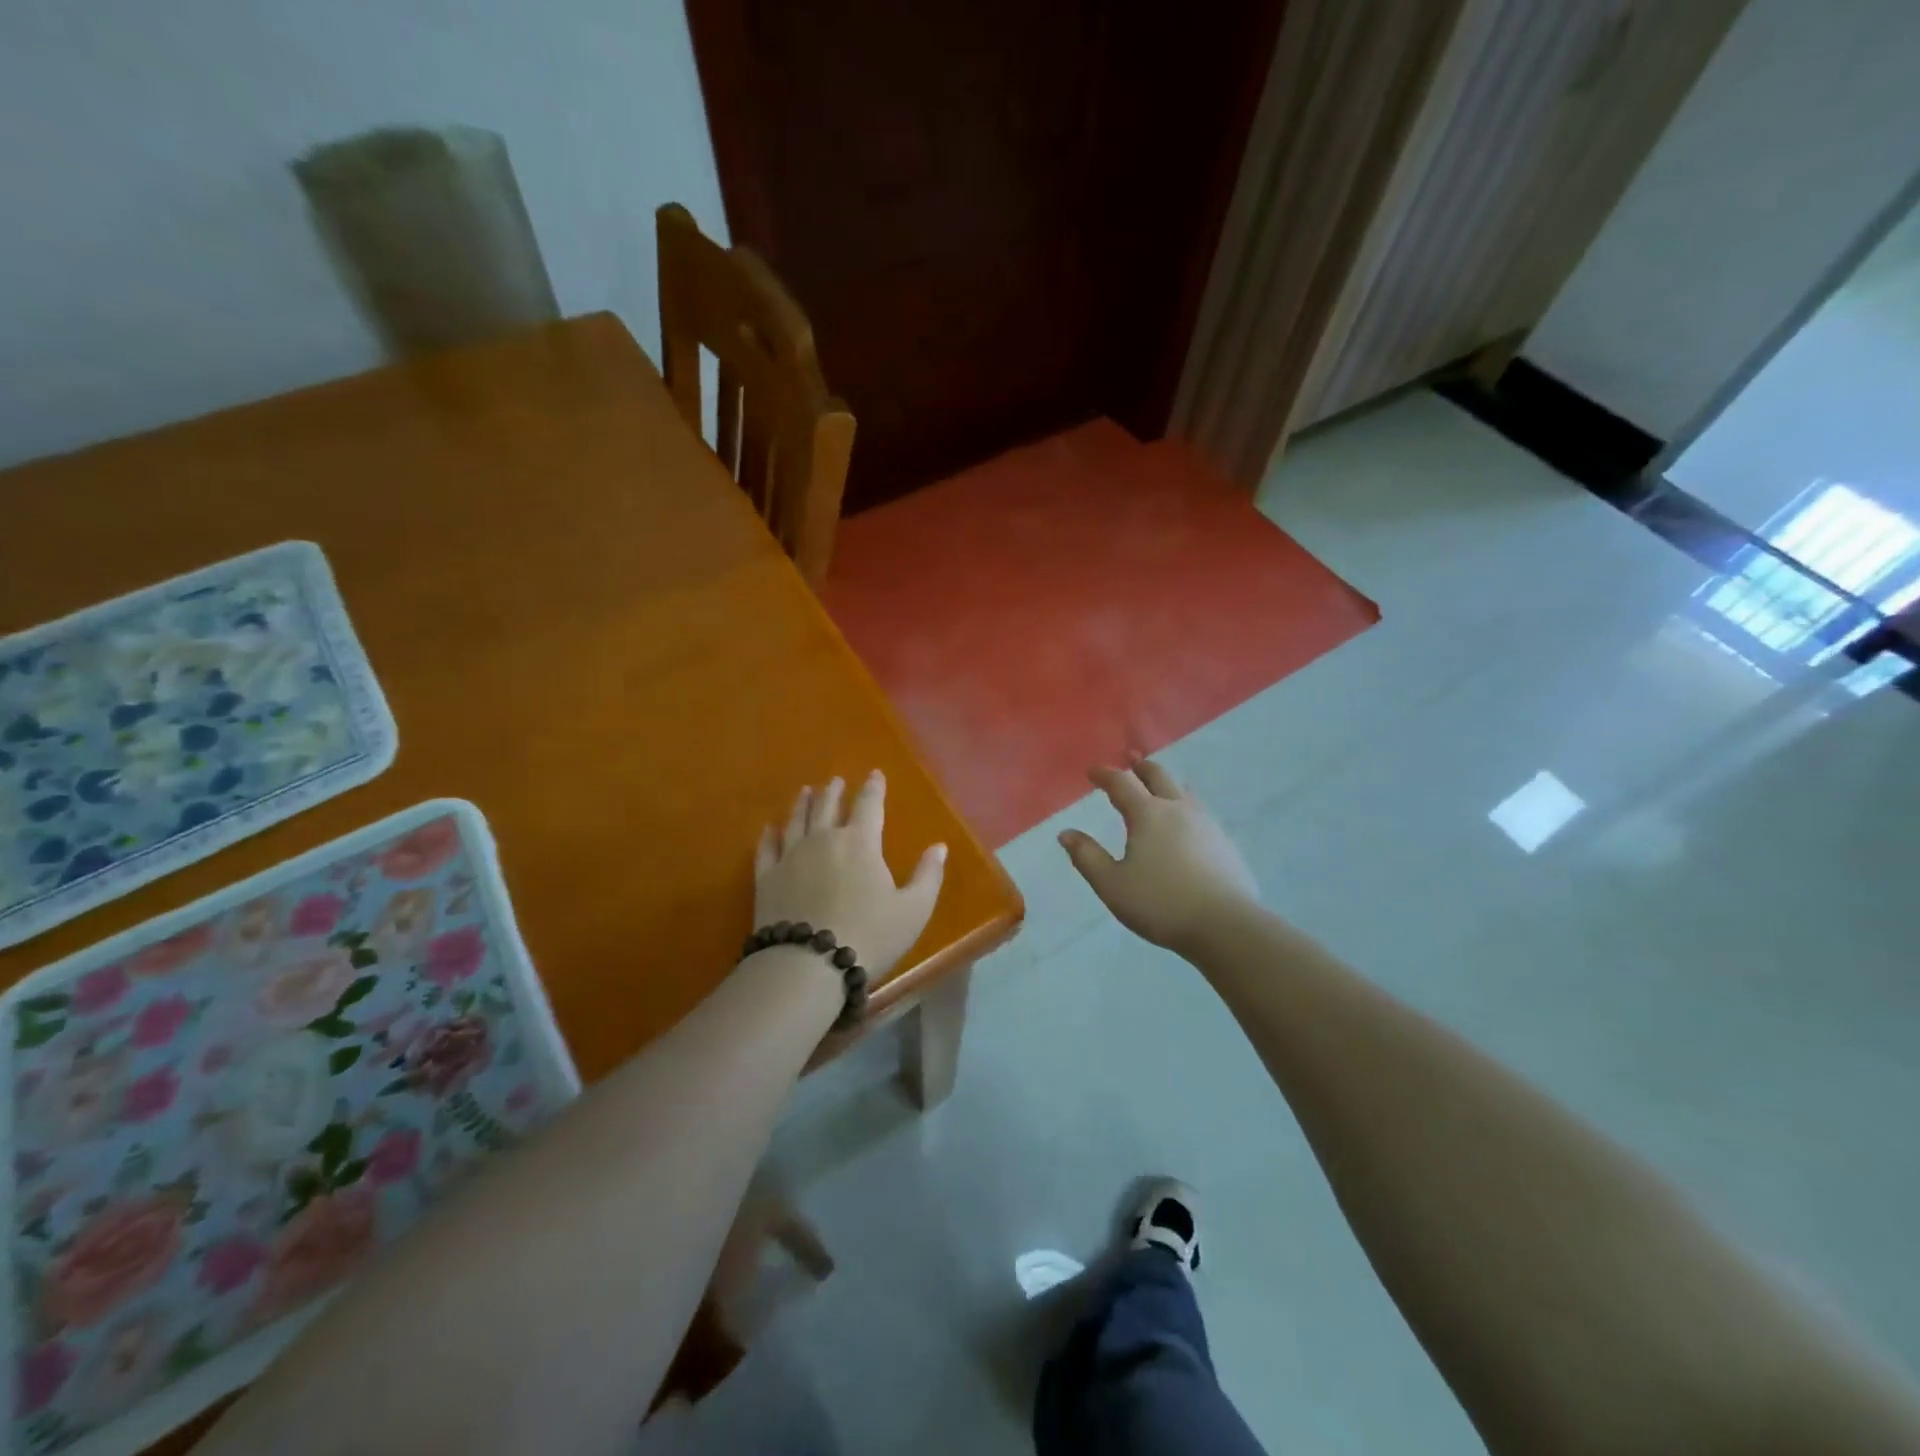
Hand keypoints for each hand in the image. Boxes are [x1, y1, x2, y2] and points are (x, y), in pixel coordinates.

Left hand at [754, 771, 946, 983]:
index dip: (873, 788)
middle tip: (836, 781)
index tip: (875, 774)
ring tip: (806, 791)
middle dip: (835, 791)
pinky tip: (770, 828)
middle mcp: (824, 839)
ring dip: (803, 803)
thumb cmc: (869, 936)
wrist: (808, 965)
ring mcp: (791, 856)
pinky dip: (769, 835)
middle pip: (828, 806)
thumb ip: (928, 876)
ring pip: (797, 820)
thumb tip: (939, 847)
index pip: (869, 805)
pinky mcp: (767, 878)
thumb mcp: (913, 910)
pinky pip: (767, 848)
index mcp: (861, 843)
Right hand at [1060, 761, 1259, 953]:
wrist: (1226, 925)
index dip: (1105, 774)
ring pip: (1183, 791)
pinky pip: (1199, 812)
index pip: (1121, 783)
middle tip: (1130, 764)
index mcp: (1148, 814)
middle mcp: (1178, 809)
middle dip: (1140, 768)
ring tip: (1158, 789)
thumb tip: (1066, 833)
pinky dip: (1184, 806)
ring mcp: (1207, 823)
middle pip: (1158, 775)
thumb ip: (1087, 856)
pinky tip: (1185, 824)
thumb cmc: (1161, 903)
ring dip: (1165, 784)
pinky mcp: (1225, 842)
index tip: (1092, 771)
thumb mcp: (1112, 884)